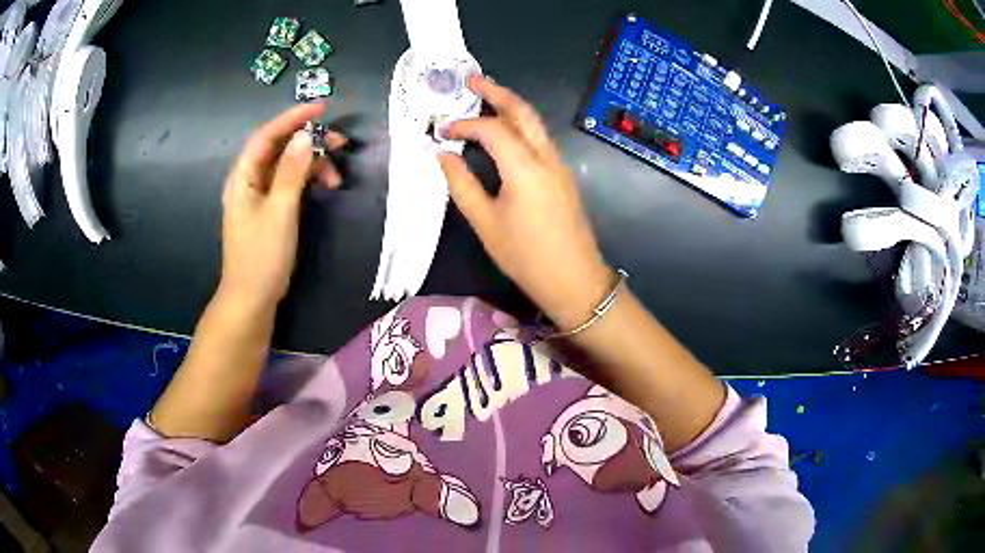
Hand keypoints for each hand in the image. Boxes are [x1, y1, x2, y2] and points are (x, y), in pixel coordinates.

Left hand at [220, 103, 346, 309]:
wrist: (252, 298)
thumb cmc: (262, 255)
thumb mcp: (280, 211)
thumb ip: (292, 172)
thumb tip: (305, 136)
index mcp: (243, 177)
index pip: (267, 136)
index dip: (292, 118)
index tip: (322, 109)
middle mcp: (249, 181)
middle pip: (278, 148)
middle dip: (309, 141)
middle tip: (341, 142)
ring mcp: (259, 196)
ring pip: (287, 166)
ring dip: (312, 164)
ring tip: (337, 175)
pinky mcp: (269, 209)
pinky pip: (289, 183)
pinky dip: (307, 181)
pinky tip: (324, 187)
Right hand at [438, 76, 612, 328]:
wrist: (574, 279)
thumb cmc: (526, 255)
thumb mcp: (485, 223)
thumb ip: (461, 185)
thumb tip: (443, 155)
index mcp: (524, 167)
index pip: (491, 129)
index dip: (464, 124)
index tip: (441, 130)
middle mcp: (545, 156)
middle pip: (522, 111)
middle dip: (496, 92)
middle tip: (471, 81)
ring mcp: (558, 164)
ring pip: (534, 122)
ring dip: (510, 105)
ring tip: (485, 98)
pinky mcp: (562, 175)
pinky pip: (539, 138)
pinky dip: (520, 125)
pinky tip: (504, 130)